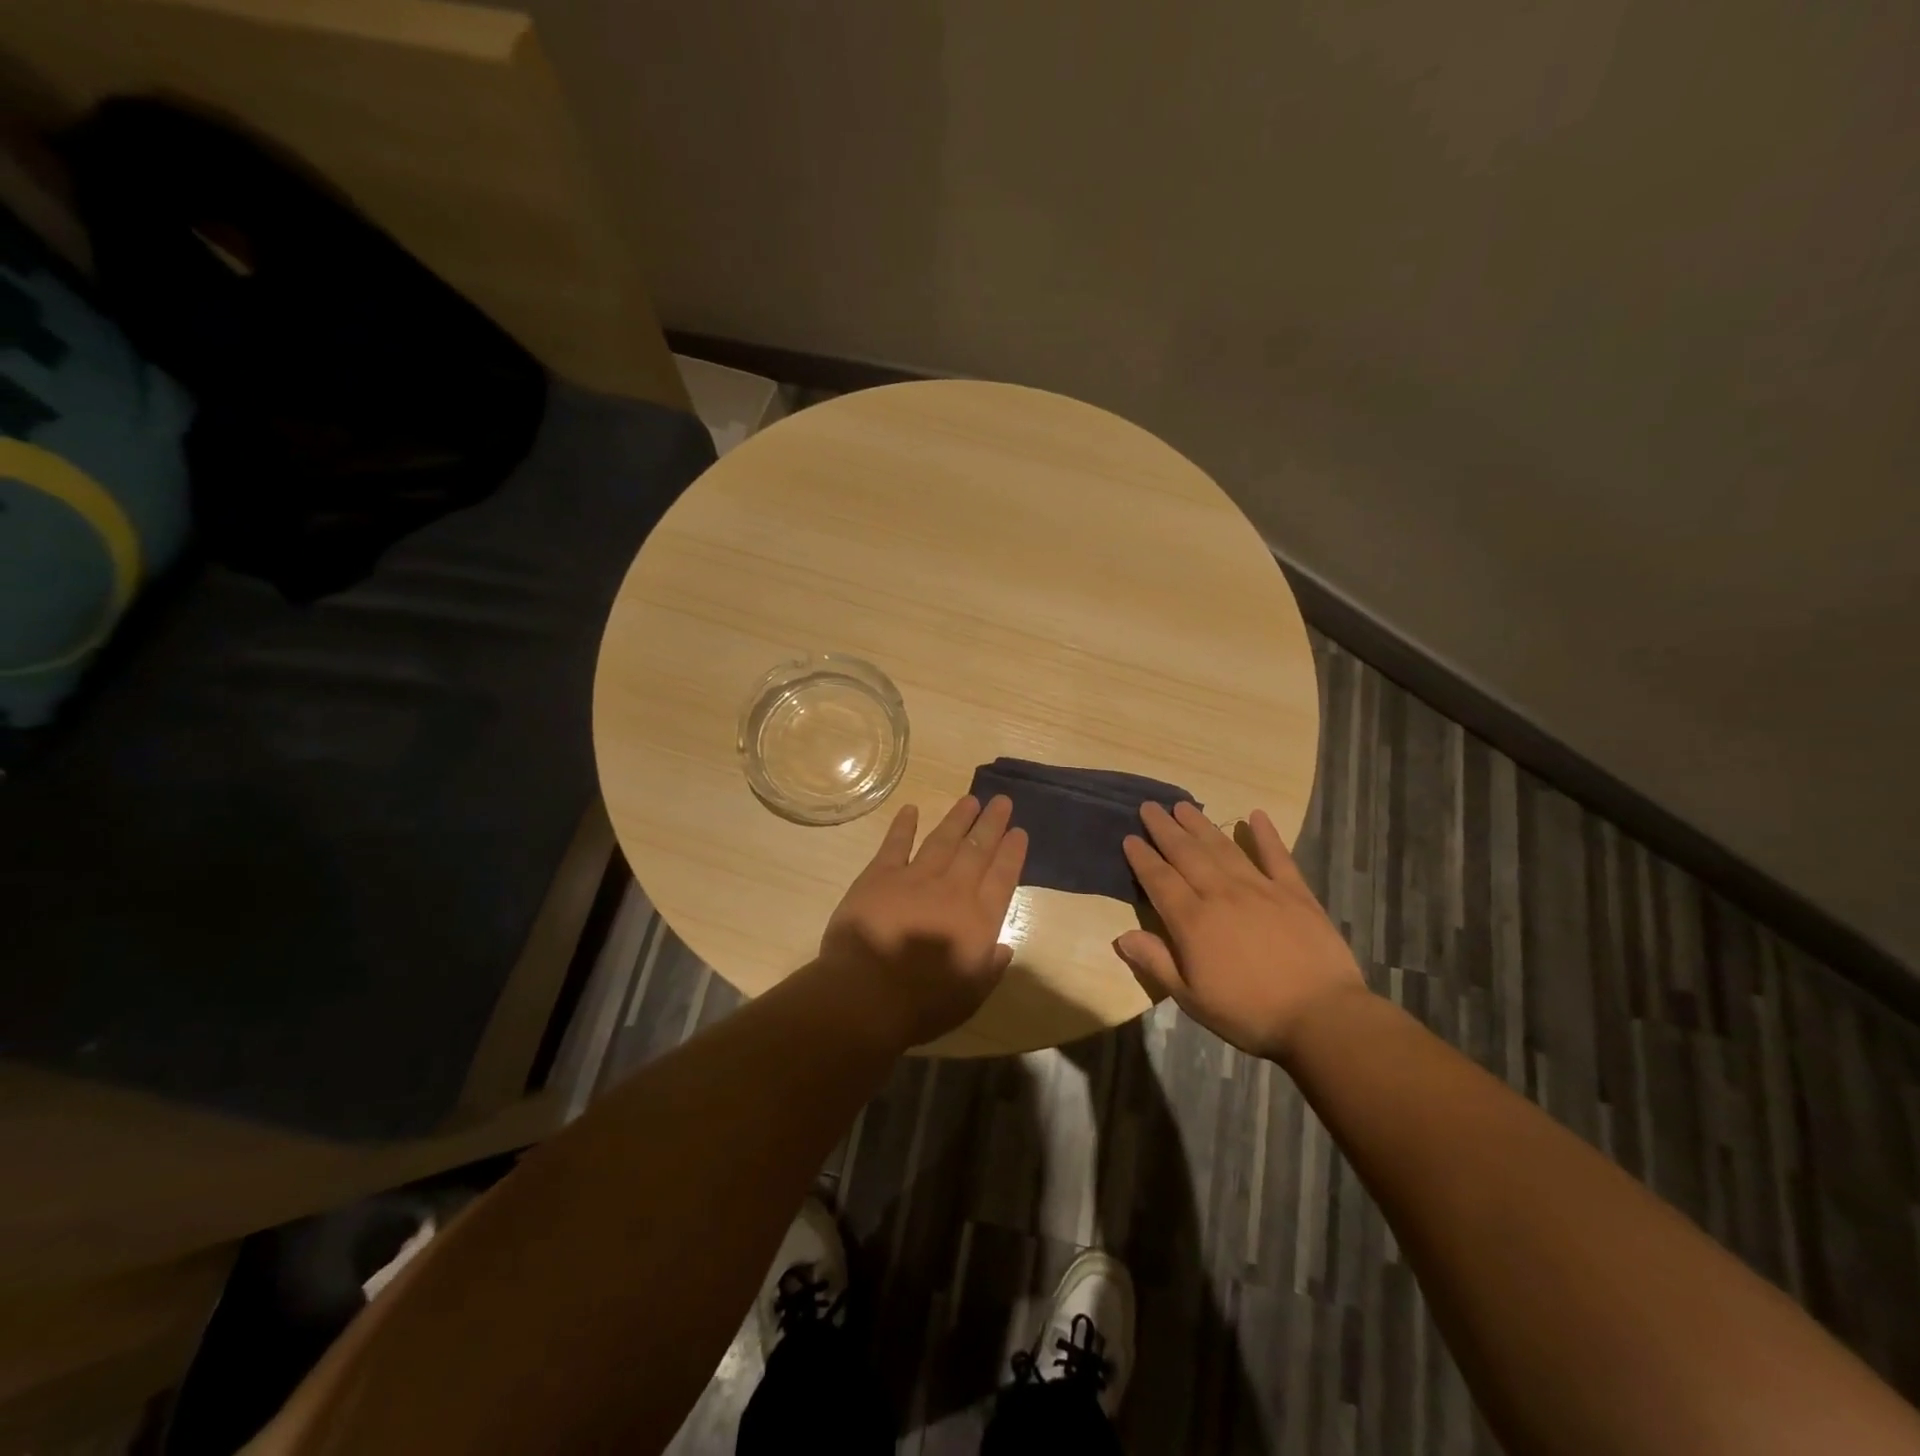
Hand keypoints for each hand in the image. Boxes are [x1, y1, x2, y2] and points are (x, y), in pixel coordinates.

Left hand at [821, 794, 1028, 1047]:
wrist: (866, 996)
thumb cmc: (922, 1005)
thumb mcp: (970, 996)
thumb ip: (990, 968)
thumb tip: (1003, 948)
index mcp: (978, 919)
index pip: (1003, 877)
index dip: (1012, 852)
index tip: (1019, 831)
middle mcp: (952, 890)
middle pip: (977, 850)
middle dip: (991, 824)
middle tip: (1002, 801)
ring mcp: (915, 878)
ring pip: (942, 840)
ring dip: (958, 819)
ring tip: (970, 800)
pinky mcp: (879, 877)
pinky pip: (895, 844)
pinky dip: (903, 826)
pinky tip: (911, 809)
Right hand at [1116, 801, 1366, 1061]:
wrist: (1322, 1017)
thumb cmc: (1249, 1014)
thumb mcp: (1191, 998)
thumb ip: (1156, 962)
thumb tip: (1120, 936)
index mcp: (1193, 921)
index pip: (1159, 880)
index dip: (1142, 857)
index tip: (1130, 837)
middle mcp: (1221, 895)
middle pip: (1187, 854)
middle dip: (1165, 829)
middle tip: (1150, 806)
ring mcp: (1260, 889)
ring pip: (1223, 848)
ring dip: (1201, 825)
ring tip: (1184, 805)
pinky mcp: (1295, 893)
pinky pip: (1277, 856)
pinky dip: (1266, 834)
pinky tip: (1255, 815)